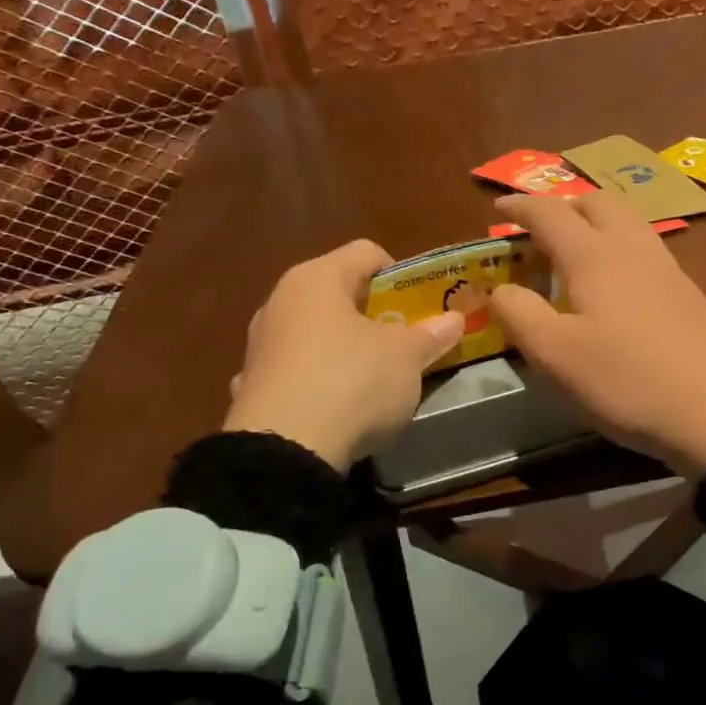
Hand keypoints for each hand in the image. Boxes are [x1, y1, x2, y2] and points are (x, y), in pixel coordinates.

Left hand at [224, 239, 464, 469]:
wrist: (285, 451)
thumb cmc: (352, 382)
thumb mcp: (406, 357)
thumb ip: (431, 334)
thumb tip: (454, 319)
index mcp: (316, 279)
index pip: (367, 253)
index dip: (401, 273)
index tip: (421, 307)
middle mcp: (280, 302)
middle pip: (338, 293)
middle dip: (374, 314)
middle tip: (404, 341)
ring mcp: (260, 346)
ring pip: (314, 332)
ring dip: (343, 346)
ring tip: (371, 377)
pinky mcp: (251, 386)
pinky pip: (294, 371)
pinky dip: (315, 378)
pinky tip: (332, 404)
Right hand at [489, 193, 705, 475]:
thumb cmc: (629, 381)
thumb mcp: (556, 357)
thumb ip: (520, 315)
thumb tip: (501, 289)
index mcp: (595, 256)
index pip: (550, 212)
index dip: (520, 207)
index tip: (498, 209)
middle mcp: (634, 249)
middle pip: (598, 202)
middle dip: (564, 205)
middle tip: (539, 230)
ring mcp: (669, 270)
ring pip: (628, 223)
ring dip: (596, 224)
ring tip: (574, 254)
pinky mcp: (690, 295)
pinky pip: (646, 251)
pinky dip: (619, 249)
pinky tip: (616, 287)